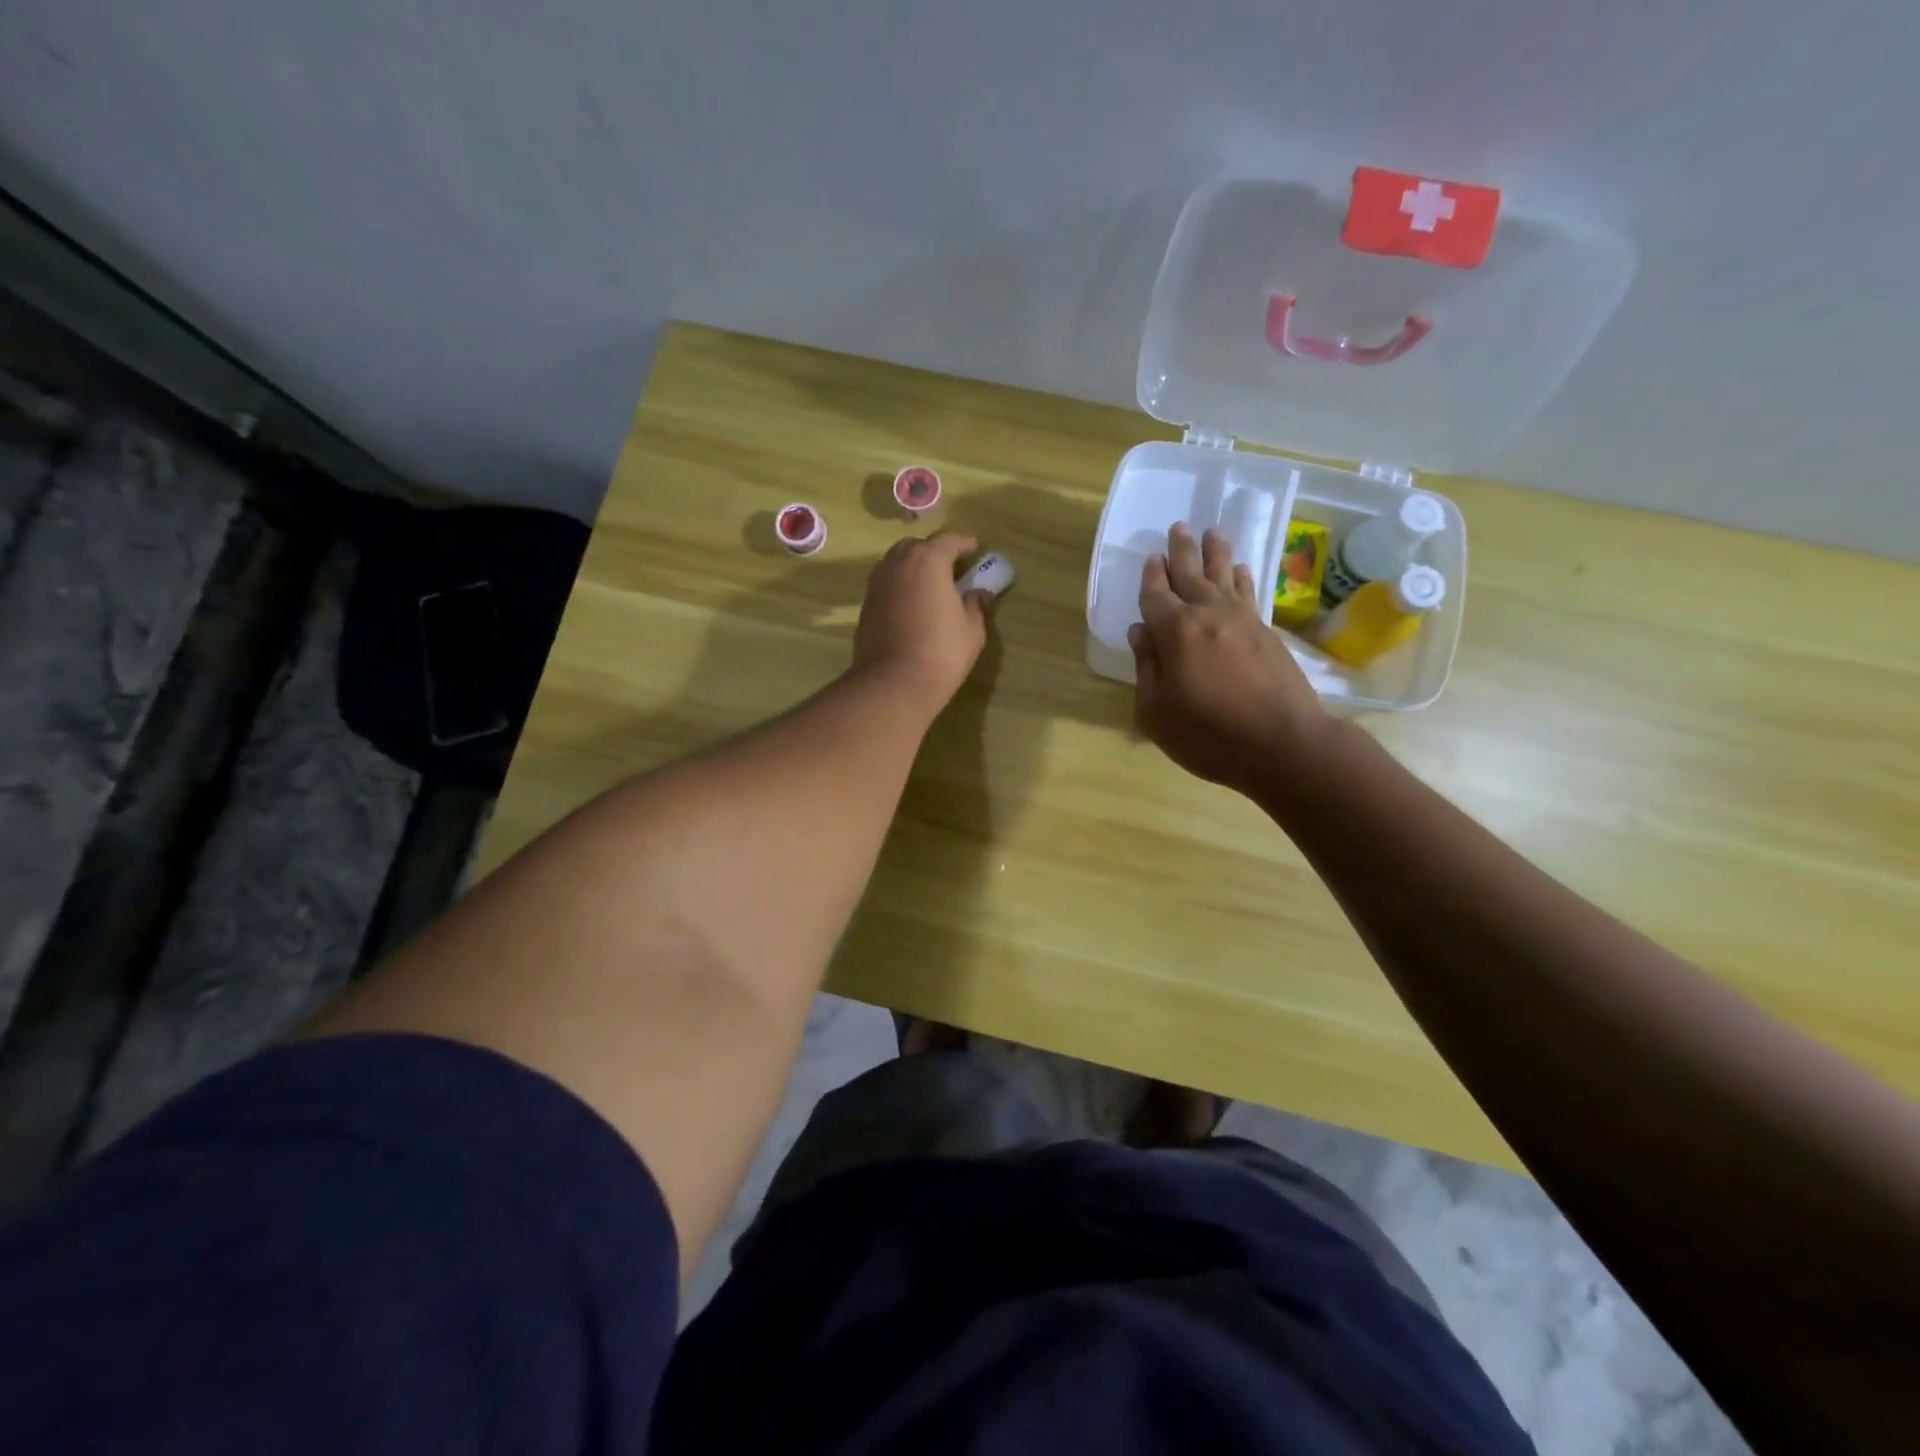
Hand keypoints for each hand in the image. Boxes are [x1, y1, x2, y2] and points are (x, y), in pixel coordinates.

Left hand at [854, 531, 993, 712]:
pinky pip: (887, 585)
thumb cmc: (941, 652)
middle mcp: (898, 564)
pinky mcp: (866, 606)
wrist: (893, 683)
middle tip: (951, 567)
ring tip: (931, 585)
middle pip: (917, 547)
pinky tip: (912, 604)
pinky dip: (901, 586)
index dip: (963, 542)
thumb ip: (977, 605)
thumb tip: (980, 594)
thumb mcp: (972, 629)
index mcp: (927, 561)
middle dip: (934, 552)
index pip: (947, 540)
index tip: (974, 548)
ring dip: (914, 568)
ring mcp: (877, 584)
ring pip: (897, 564)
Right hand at [1128, 523, 1328, 792]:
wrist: (1283, 744)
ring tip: (1212, 532)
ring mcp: (1243, 621)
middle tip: (1178, 527)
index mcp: (1175, 632)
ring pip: (1224, 577)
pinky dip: (1242, 578)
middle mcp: (1209, 615)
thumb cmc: (1209, 735)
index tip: (1150, 557)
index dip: (1151, 577)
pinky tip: (1241, 570)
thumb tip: (1141, 631)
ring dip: (1216, 554)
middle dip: (1181, 551)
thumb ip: (1147, 667)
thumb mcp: (1156, 711)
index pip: (1156, 595)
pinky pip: (1250, 594)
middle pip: (1190, 575)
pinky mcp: (1268, 633)